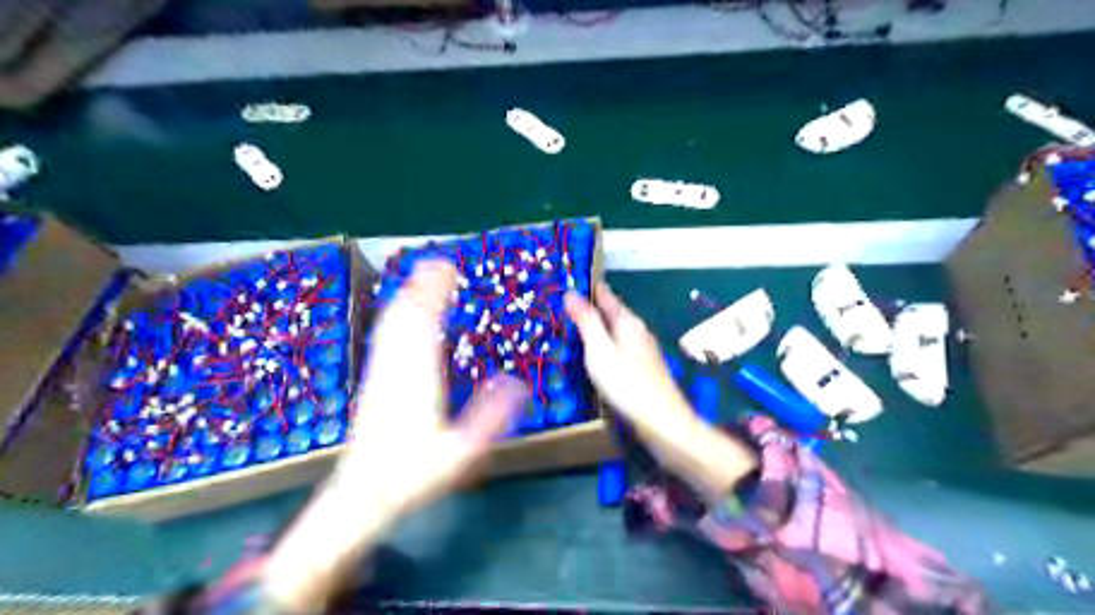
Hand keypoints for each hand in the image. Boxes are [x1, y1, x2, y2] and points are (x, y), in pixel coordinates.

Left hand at [337, 260, 535, 513]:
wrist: (362, 493)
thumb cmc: (412, 474)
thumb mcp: (461, 451)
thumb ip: (490, 417)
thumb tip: (519, 383)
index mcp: (418, 377)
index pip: (425, 322)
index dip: (434, 292)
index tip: (446, 268)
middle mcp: (396, 366)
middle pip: (405, 314)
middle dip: (421, 286)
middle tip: (439, 262)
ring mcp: (381, 372)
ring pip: (392, 323)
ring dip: (407, 296)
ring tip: (421, 277)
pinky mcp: (374, 380)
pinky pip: (384, 337)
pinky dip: (395, 315)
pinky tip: (400, 313)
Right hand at [559, 287, 757, 500]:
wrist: (661, 420)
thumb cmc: (626, 383)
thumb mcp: (599, 350)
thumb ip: (586, 321)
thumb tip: (571, 292)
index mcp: (628, 321)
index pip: (606, 295)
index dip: (589, 287)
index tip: (570, 280)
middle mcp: (638, 330)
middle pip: (613, 312)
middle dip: (592, 306)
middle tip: (567, 305)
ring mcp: (644, 348)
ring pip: (617, 329)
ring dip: (599, 326)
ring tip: (577, 327)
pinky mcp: (644, 366)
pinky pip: (620, 345)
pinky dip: (606, 343)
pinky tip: (598, 354)